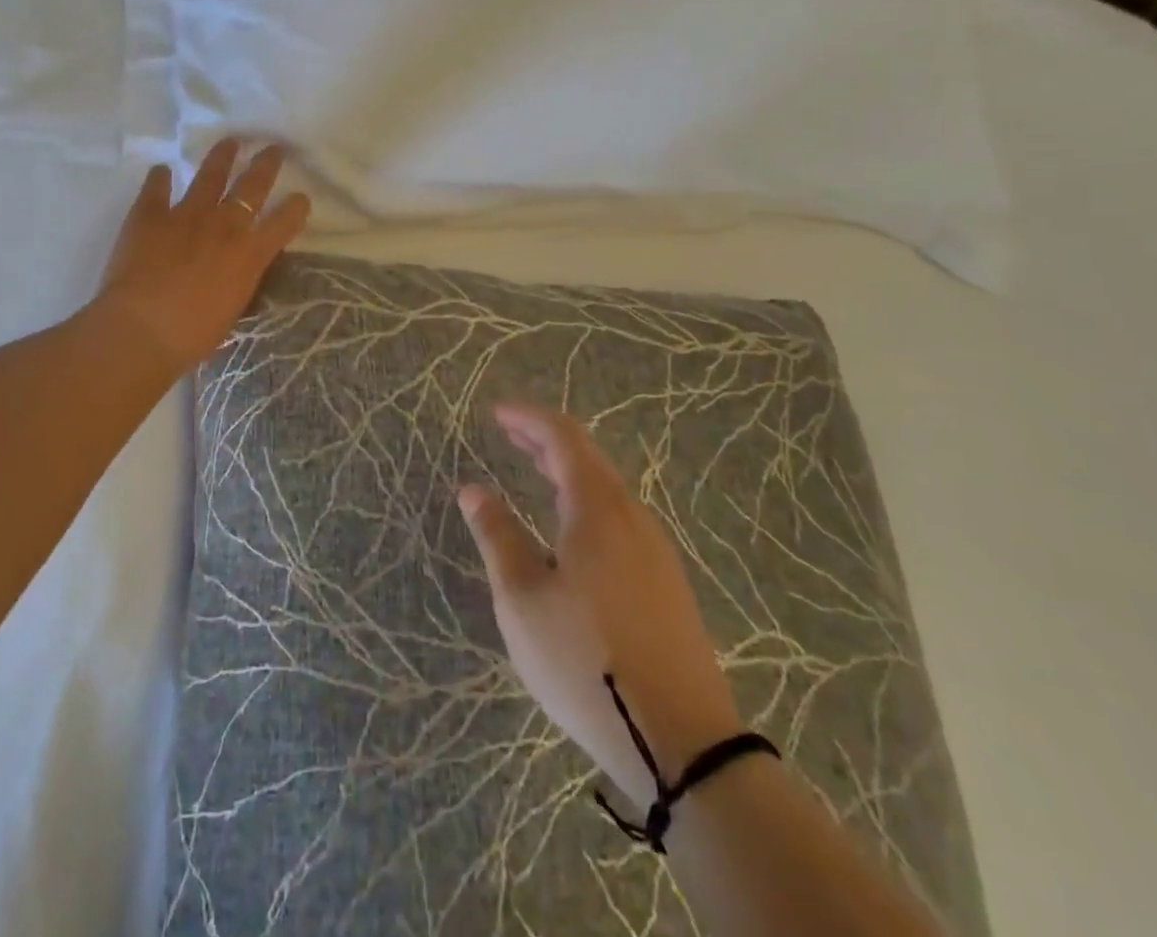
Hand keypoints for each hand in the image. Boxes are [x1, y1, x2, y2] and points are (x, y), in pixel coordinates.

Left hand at [95, 139, 310, 376]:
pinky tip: (161, 169)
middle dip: (266, 165)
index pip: (283, 222)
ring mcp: (185, 215)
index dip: (296, 208)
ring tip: (229, 142)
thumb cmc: (193, 334)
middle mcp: (223, 225)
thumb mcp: (232, 308)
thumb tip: (238, 269)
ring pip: (209, 176)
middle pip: (252, 186)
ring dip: (221, 157)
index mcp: (249, 254)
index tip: (301, 198)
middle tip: (274, 148)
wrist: (143, 329)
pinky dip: (159, 178)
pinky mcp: (149, 215)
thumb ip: (239, 281)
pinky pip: (156, 189)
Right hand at [459, 403, 741, 801]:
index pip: (563, 438)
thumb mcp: (523, 599)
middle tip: (509, 433)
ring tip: (534, 469)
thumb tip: (473, 490)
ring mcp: (656, 550)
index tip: (496, 413)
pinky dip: (586, 500)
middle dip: (546, 439)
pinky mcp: (666, 581)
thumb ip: (497, 536)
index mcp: (597, 509)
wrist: (682, 742)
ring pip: (606, 488)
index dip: (528, 418)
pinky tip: (571, 527)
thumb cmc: (585, 661)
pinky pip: (620, 517)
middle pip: (588, 457)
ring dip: (567, 470)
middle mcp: (632, 517)